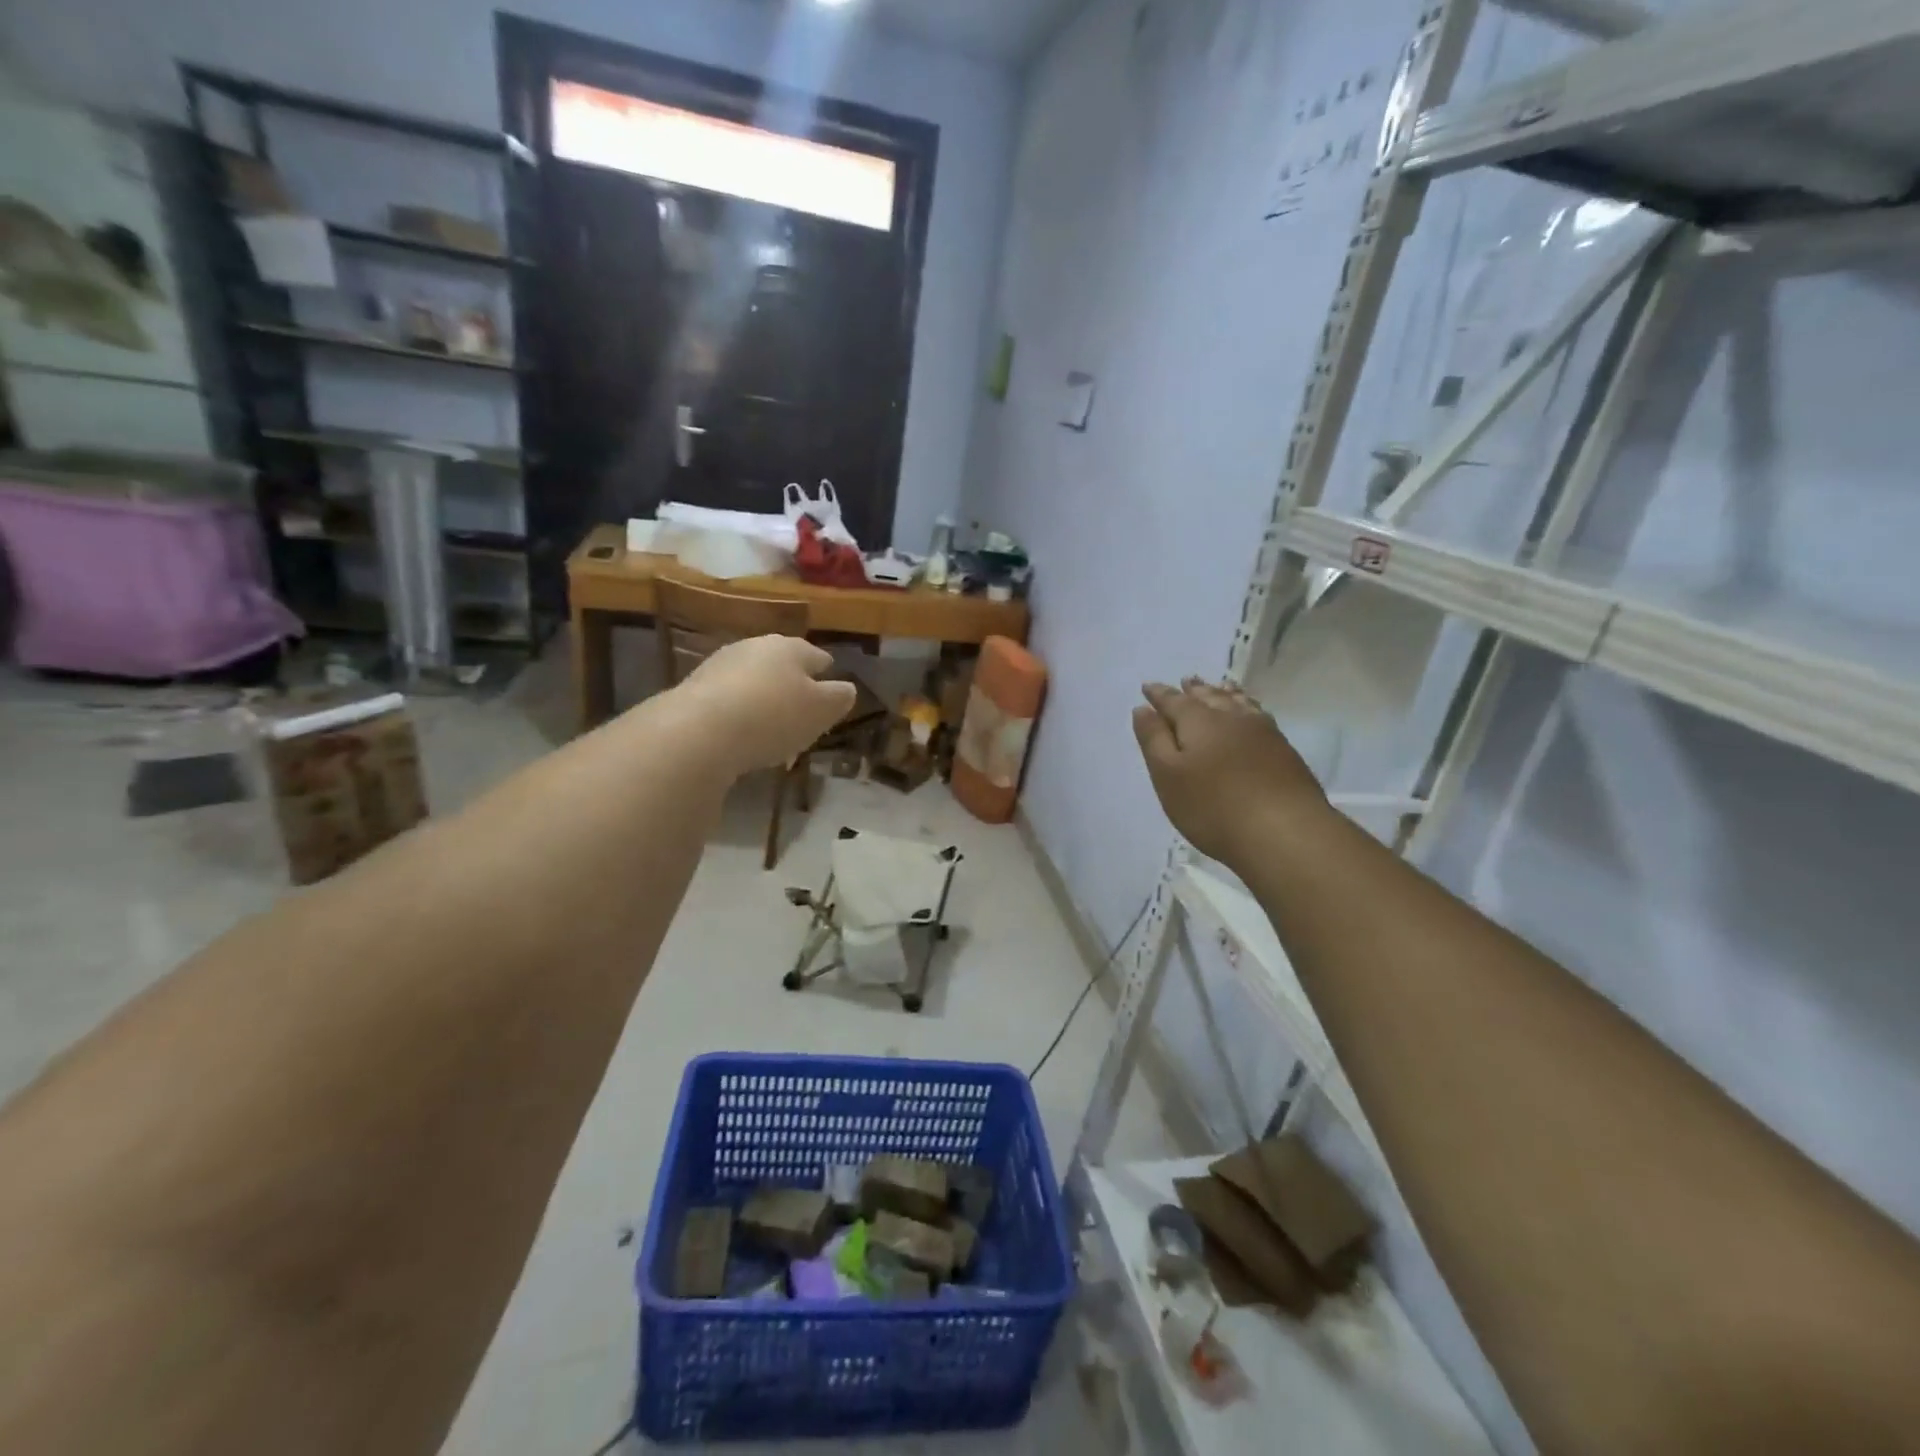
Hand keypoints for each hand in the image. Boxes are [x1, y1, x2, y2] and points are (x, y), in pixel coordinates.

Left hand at [679, 636, 856, 774]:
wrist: (700, 732)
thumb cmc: (774, 716)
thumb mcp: (821, 711)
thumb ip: (838, 698)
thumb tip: (846, 689)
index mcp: (791, 647)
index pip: (816, 656)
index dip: (826, 673)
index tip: (831, 690)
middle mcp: (754, 647)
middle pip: (781, 666)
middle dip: (792, 686)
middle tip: (802, 710)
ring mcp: (720, 665)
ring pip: (752, 681)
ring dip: (763, 698)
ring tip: (771, 726)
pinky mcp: (694, 689)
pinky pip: (728, 700)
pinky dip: (739, 713)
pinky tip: (741, 734)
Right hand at [1132, 677, 1329, 868]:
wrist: (1285, 832)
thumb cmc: (1213, 806)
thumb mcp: (1168, 775)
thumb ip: (1154, 739)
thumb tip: (1143, 708)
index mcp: (1199, 722)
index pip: (1174, 701)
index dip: (1159, 694)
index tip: (1147, 686)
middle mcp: (1232, 718)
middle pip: (1209, 697)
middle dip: (1194, 690)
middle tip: (1187, 680)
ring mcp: (1263, 733)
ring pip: (1238, 703)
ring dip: (1224, 694)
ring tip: (1220, 686)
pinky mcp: (1284, 751)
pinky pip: (1258, 715)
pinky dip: (1247, 707)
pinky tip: (1251, 715)